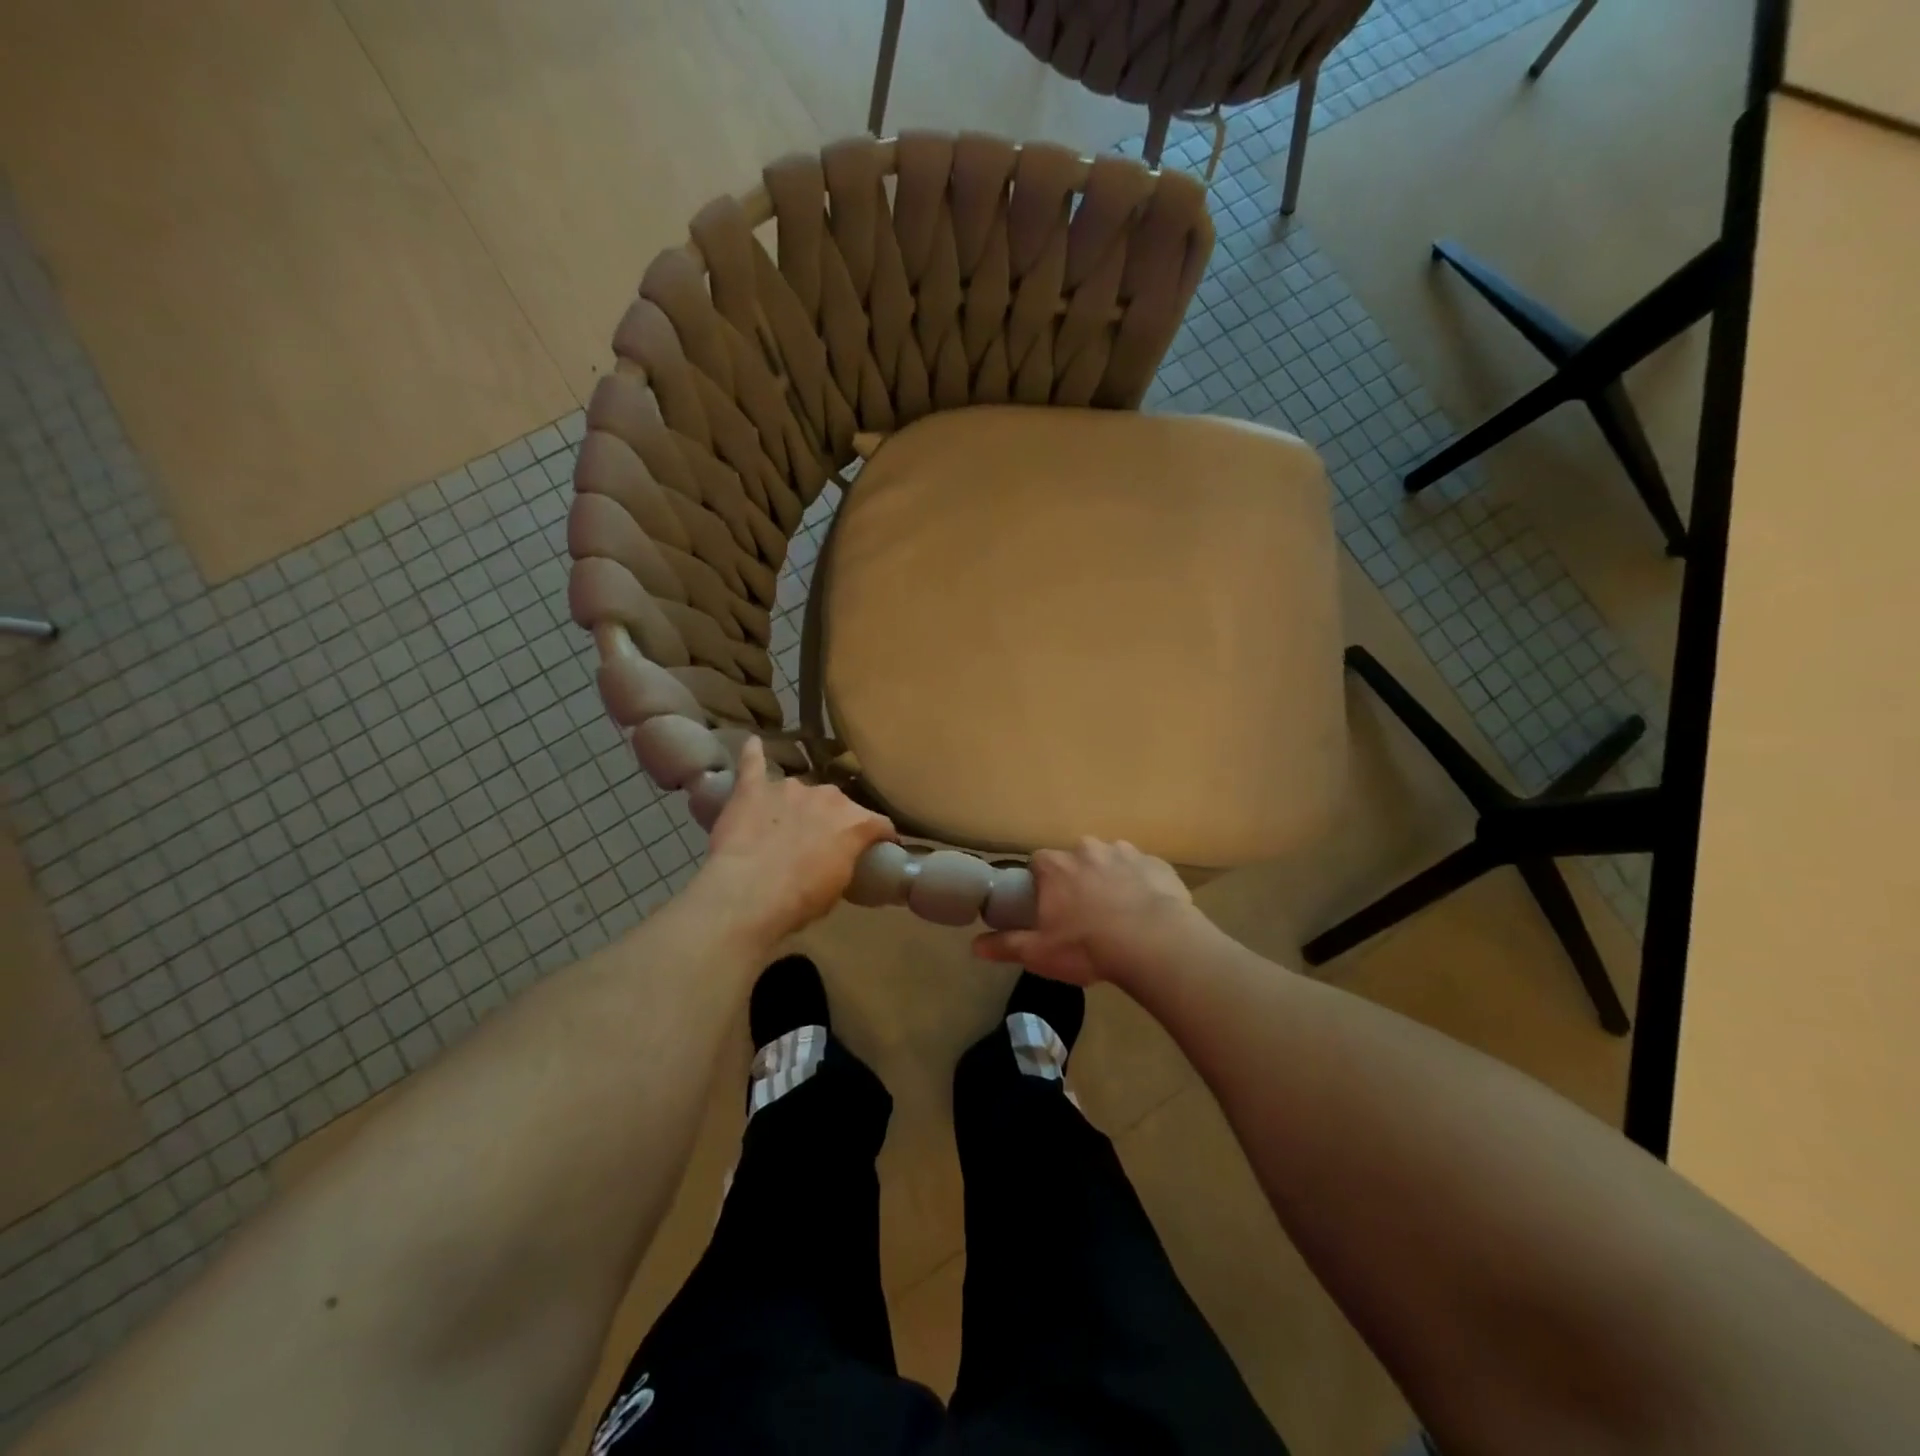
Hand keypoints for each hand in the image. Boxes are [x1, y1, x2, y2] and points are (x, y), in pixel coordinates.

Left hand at [698, 738, 895, 942]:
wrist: (749, 894)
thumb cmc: (801, 899)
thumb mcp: (839, 887)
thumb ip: (845, 862)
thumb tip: (841, 857)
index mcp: (855, 821)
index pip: (880, 824)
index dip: (880, 837)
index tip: (878, 848)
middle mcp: (827, 796)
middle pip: (837, 805)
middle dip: (832, 820)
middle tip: (819, 844)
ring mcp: (788, 789)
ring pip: (798, 791)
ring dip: (796, 806)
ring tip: (783, 825)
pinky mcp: (752, 789)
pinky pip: (753, 763)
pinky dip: (753, 753)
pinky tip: (752, 743)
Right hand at [972, 838, 1200, 986]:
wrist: (1155, 943)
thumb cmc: (1088, 946)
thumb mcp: (1040, 953)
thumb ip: (1006, 945)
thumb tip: (974, 946)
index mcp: (1056, 866)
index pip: (1038, 862)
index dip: (1041, 882)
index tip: (1047, 905)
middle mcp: (1088, 849)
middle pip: (1075, 858)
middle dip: (1077, 879)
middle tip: (1083, 913)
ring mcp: (1126, 852)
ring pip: (1110, 861)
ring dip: (1110, 879)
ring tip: (1118, 913)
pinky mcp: (1157, 864)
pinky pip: (1143, 871)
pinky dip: (1141, 885)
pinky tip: (1146, 911)